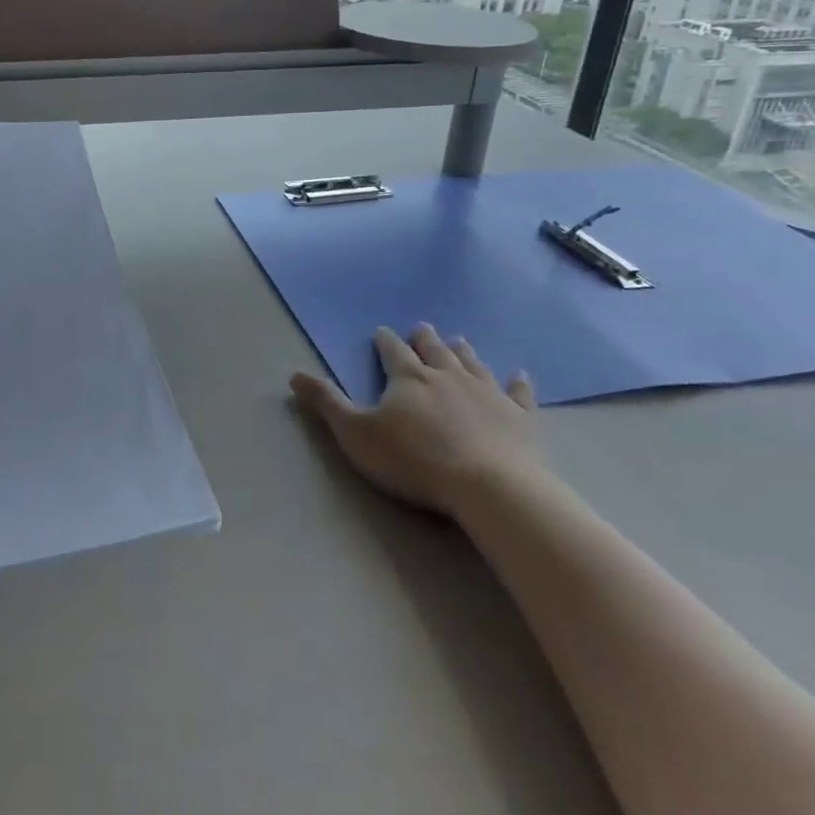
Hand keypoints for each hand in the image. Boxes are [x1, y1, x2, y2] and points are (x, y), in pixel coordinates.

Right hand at [291, 324, 541, 517]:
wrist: (490, 487)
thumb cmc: (415, 460)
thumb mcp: (356, 434)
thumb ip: (327, 403)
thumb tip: (294, 374)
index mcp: (408, 378)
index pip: (392, 352)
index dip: (385, 341)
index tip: (381, 332)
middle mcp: (448, 376)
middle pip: (434, 351)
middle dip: (425, 339)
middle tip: (423, 327)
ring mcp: (488, 394)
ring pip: (473, 364)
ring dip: (464, 352)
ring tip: (460, 340)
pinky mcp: (520, 417)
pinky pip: (519, 393)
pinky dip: (518, 383)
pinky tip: (520, 375)